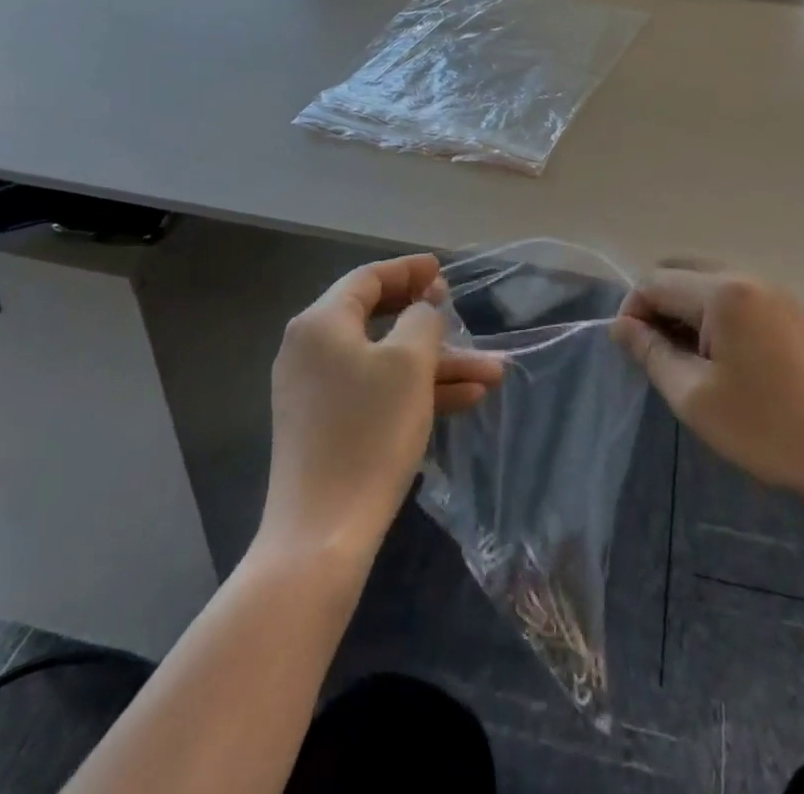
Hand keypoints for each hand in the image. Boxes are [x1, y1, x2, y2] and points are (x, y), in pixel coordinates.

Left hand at [259, 255, 503, 558]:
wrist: (323, 534)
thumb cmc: (369, 431)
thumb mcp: (410, 363)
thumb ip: (422, 320)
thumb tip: (421, 311)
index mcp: (321, 323)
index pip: (367, 278)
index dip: (409, 270)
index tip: (442, 270)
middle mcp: (310, 350)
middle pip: (379, 319)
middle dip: (432, 323)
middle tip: (461, 314)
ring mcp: (316, 392)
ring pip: (386, 362)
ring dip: (437, 365)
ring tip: (493, 373)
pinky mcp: (326, 427)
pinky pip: (376, 392)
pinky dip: (416, 391)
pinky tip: (467, 399)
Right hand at [611, 270, 803, 507]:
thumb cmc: (764, 426)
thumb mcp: (693, 395)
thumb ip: (651, 352)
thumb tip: (620, 325)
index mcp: (724, 291)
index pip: (656, 281)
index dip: (633, 311)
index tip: (632, 352)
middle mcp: (749, 277)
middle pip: (682, 271)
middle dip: (658, 305)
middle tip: (657, 353)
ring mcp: (774, 291)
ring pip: (708, 281)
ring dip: (685, 309)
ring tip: (686, 359)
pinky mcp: (790, 310)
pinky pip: (736, 295)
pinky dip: (714, 314)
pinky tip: (720, 356)